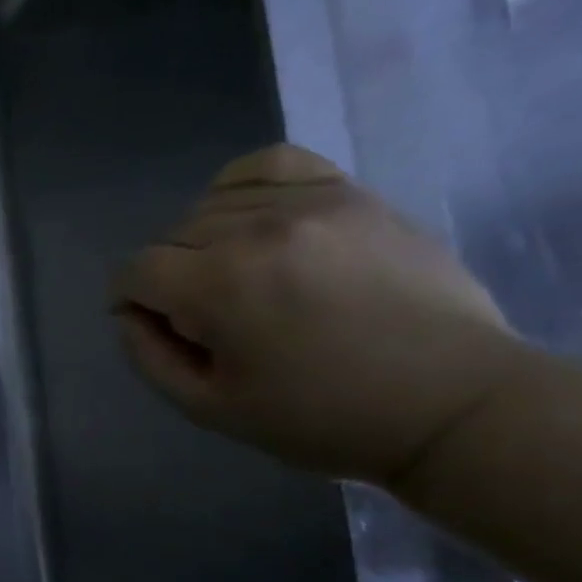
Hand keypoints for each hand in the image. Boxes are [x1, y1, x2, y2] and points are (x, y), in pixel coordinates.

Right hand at [110, 144, 530, 485]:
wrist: (452, 401)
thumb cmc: (322, 417)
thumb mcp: (211, 409)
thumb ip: (150, 357)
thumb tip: (129, 314)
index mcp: (220, 285)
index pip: (136, 270)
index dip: (130, 302)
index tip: (154, 328)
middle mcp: (257, 229)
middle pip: (171, 235)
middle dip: (170, 277)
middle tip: (206, 318)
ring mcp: (310, 203)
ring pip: (212, 202)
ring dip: (205, 241)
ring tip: (236, 275)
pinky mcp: (351, 194)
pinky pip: (272, 164)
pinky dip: (244, 187)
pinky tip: (253, 219)